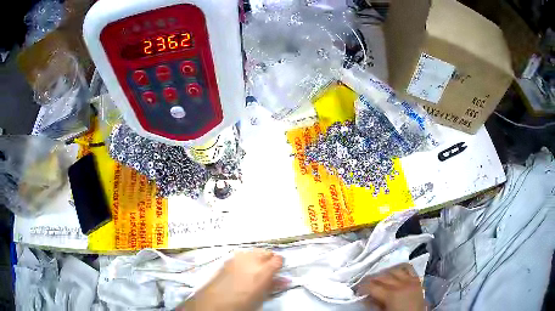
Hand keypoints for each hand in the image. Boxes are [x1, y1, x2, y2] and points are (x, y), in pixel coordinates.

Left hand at [178, 249, 283, 310]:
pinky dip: (245, 260)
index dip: (280, 265)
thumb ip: (274, 286)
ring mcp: (237, 258)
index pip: (278, 259)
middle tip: (268, 271)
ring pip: (253, 252)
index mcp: (263, 270)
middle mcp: (251, 260)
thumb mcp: (262, 297)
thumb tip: (284, 281)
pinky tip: (242, 270)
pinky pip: (241, 256)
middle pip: (266, 252)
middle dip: (269, 260)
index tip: (278, 272)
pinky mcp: (227, 260)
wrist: (214, 303)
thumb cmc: (241, 303)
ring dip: (256, 258)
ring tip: (254, 270)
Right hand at [356, 263, 425, 310]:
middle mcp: (400, 284)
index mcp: (391, 294)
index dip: (361, 287)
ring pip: (394, 269)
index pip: (372, 286)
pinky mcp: (417, 279)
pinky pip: (408, 268)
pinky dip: (400, 268)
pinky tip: (395, 272)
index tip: (356, 289)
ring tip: (379, 277)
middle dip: (370, 279)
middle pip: (382, 276)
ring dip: (385, 272)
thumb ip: (373, 304)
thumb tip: (365, 297)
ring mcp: (410, 280)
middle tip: (364, 283)